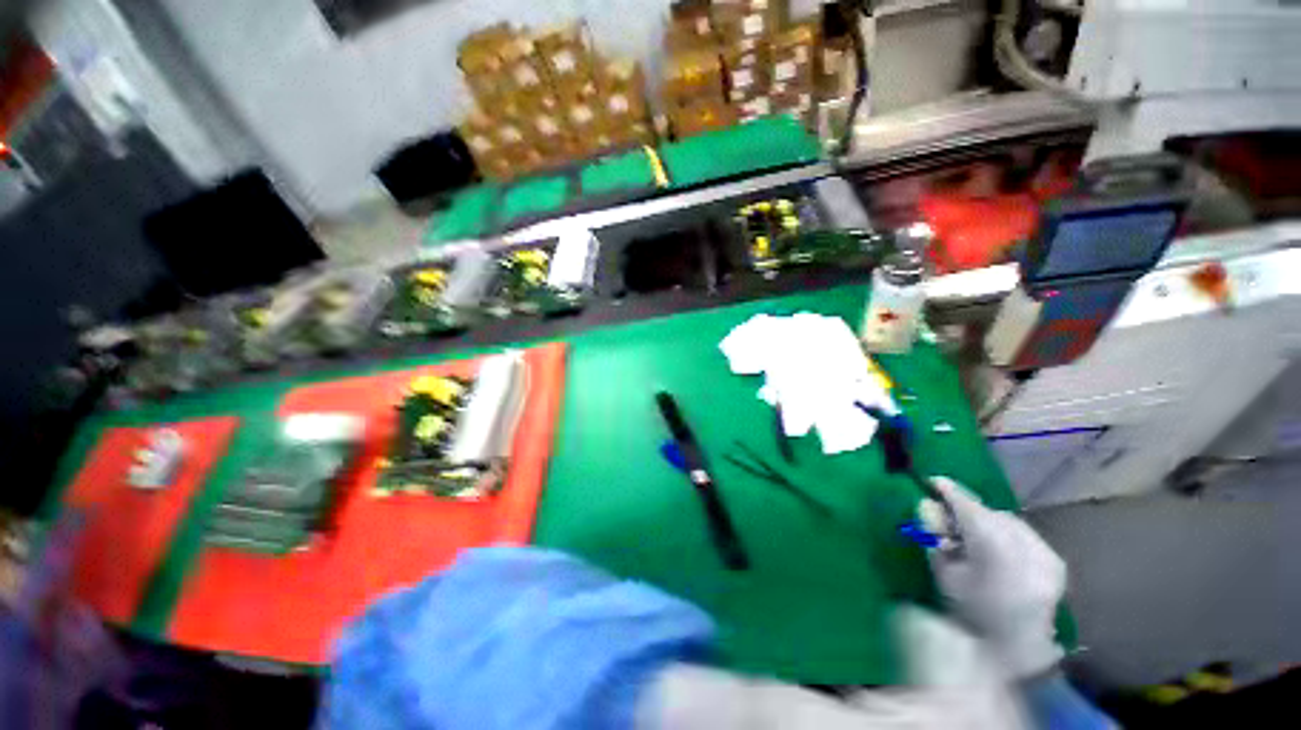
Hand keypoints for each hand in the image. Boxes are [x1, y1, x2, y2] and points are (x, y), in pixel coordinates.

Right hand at [919, 477, 1066, 678]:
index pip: (970, 508)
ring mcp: (1047, 557)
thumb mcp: (943, 573)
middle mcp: (1028, 548)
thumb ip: (935, 535)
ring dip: (988, 522)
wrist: (1010, 654)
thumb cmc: (969, 614)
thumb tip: (928, 505)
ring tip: (971, 536)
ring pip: (1009, 522)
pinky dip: (1006, 534)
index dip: (950, 491)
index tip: (934, 481)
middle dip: (969, 511)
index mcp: (996, 551)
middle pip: (991, 513)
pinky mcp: (1056, 565)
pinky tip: (995, 549)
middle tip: (949, 517)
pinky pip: (1025, 536)